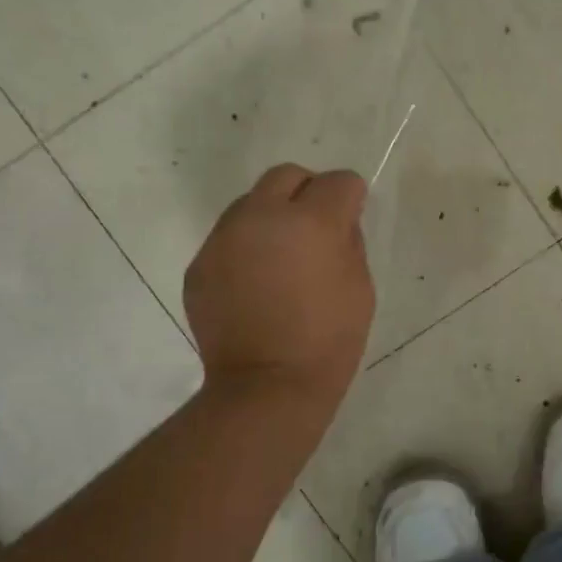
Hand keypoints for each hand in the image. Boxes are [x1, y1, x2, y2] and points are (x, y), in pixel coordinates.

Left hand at [184, 163, 374, 406]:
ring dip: (272, 217)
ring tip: (281, 259)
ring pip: (251, 203)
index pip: (338, 181)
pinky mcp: (200, 264)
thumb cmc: (329, 339)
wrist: (267, 386)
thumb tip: (337, 220)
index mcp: (311, 221)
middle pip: (287, 175)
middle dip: (308, 191)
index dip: (351, 198)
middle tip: (316, 229)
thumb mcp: (360, 286)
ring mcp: (224, 239)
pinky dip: (247, 248)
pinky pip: (229, 238)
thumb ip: (349, 240)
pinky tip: (256, 284)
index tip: (351, 219)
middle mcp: (262, 217)